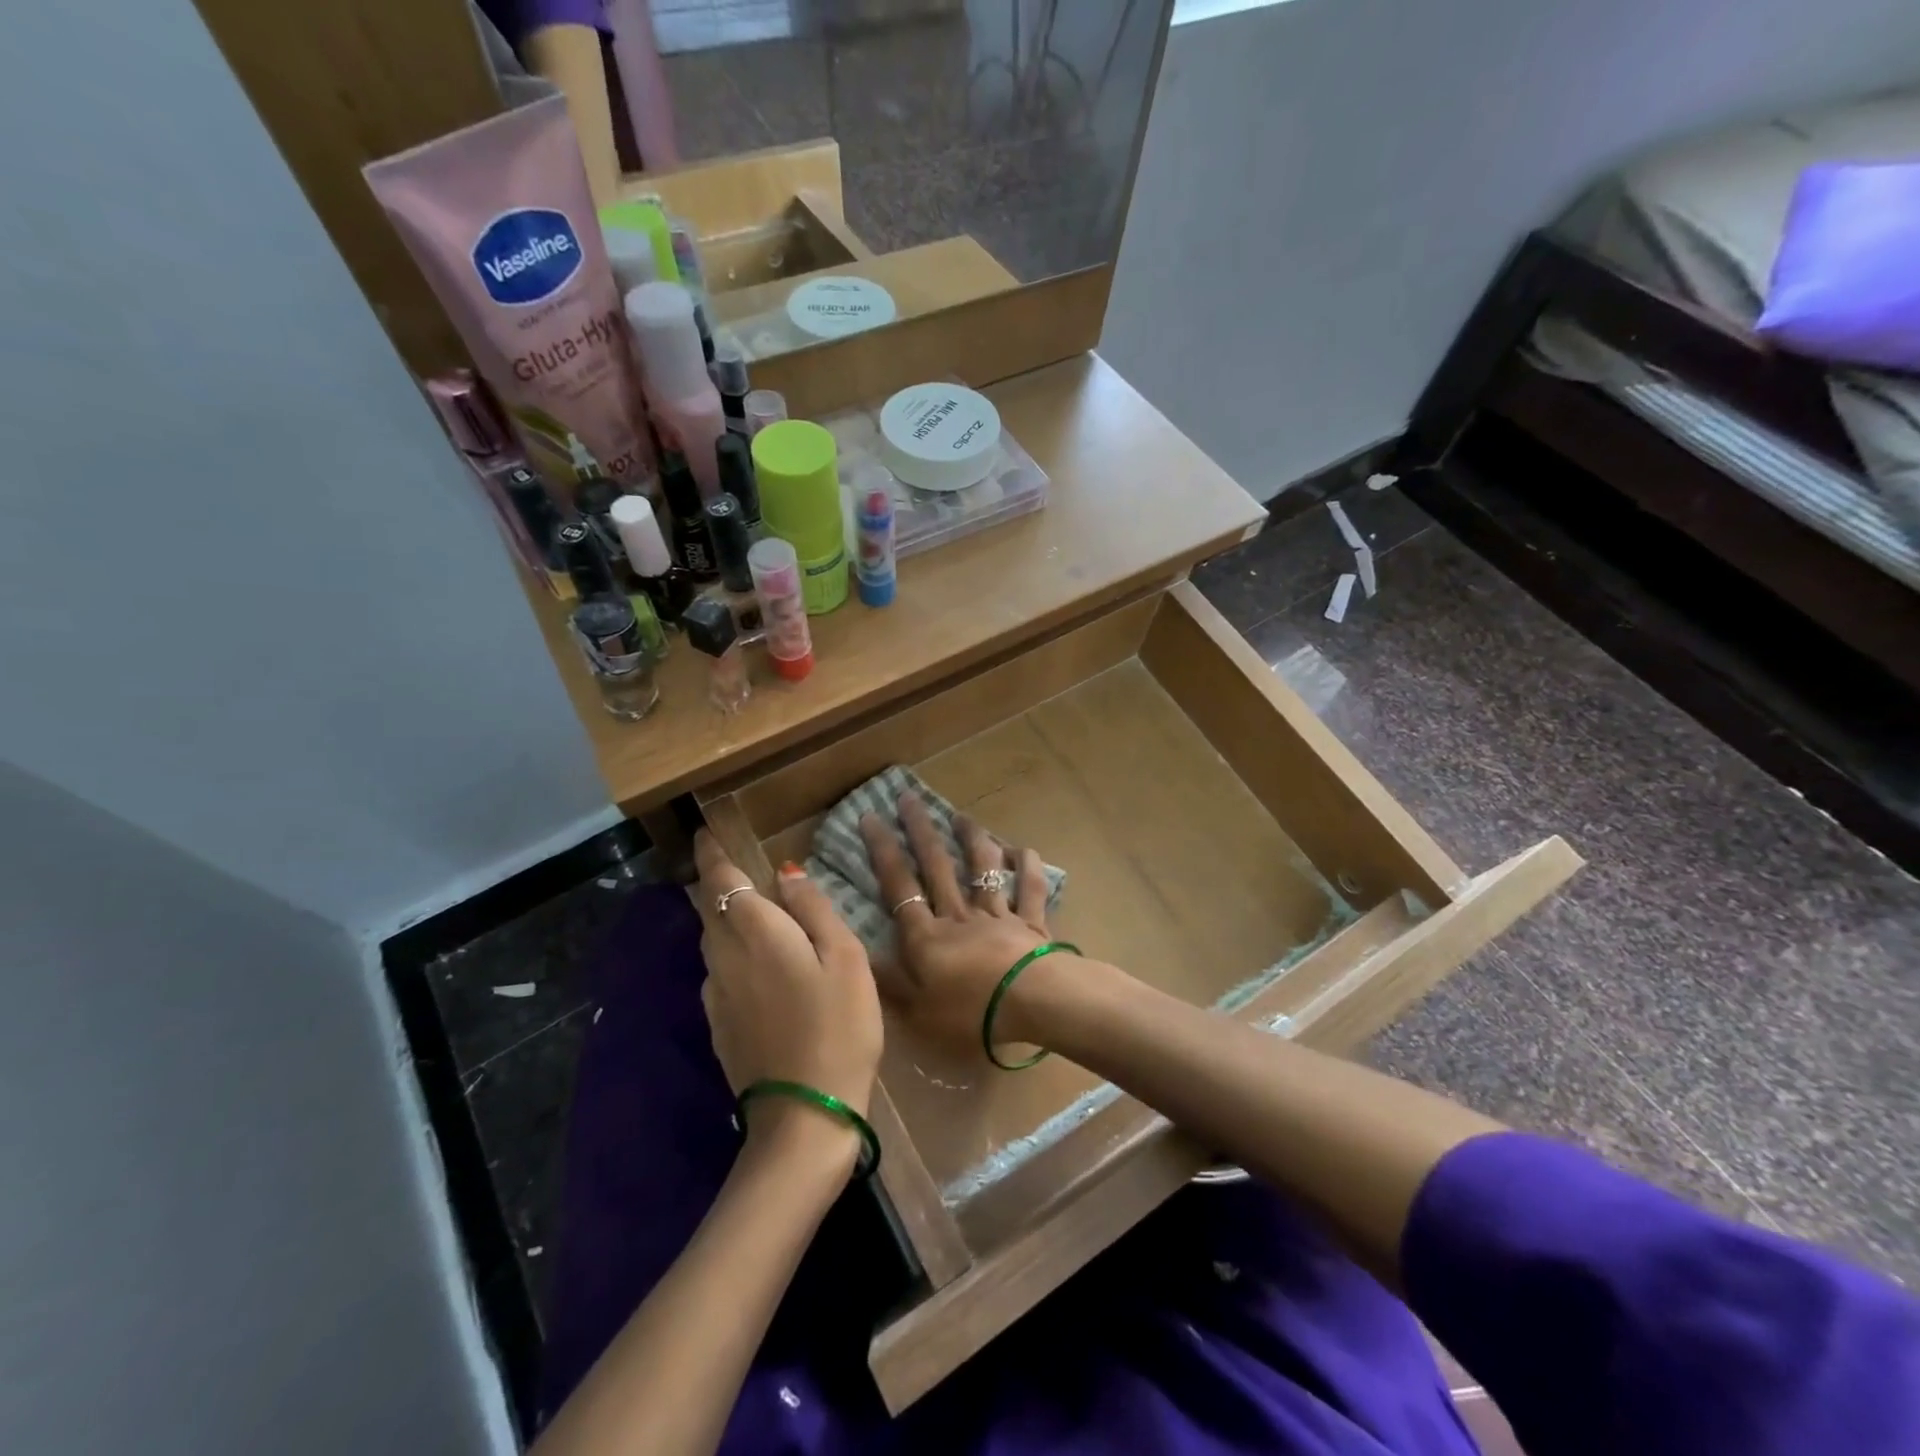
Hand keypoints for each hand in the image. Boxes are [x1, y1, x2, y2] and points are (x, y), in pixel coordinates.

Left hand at [690, 832, 882, 1127]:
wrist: (804, 1116)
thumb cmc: (838, 1026)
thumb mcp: (844, 958)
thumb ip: (814, 910)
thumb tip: (786, 874)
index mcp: (756, 933)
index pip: (722, 880)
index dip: (712, 854)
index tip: (706, 833)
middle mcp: (724, 957)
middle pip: (710, 908)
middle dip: (715, 882)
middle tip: (729, 865)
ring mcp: (716, 995)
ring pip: (711, 940)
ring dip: (722, 917)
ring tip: (746, 909)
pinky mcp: (718, 1025)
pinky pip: (717, 971)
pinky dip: (728, 951)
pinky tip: (752, 963)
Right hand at [858, 794, 1058, 1061]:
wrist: (1032, 1005)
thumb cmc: (970, 1015)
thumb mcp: (917, 1011)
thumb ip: (889, 981)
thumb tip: (857, 951)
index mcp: (927, 937)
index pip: (899, 886)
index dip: (883, 851)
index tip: (871, 817)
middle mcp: (960, 916)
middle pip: (937, 866)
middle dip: (921, 831)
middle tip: (909, 798)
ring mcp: (998, 915)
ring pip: (982, 869)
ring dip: (972, 839)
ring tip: (961, 816)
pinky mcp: (1031, 922)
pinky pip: (1030, 889)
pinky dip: (1027, 867)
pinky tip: (1022, 850)